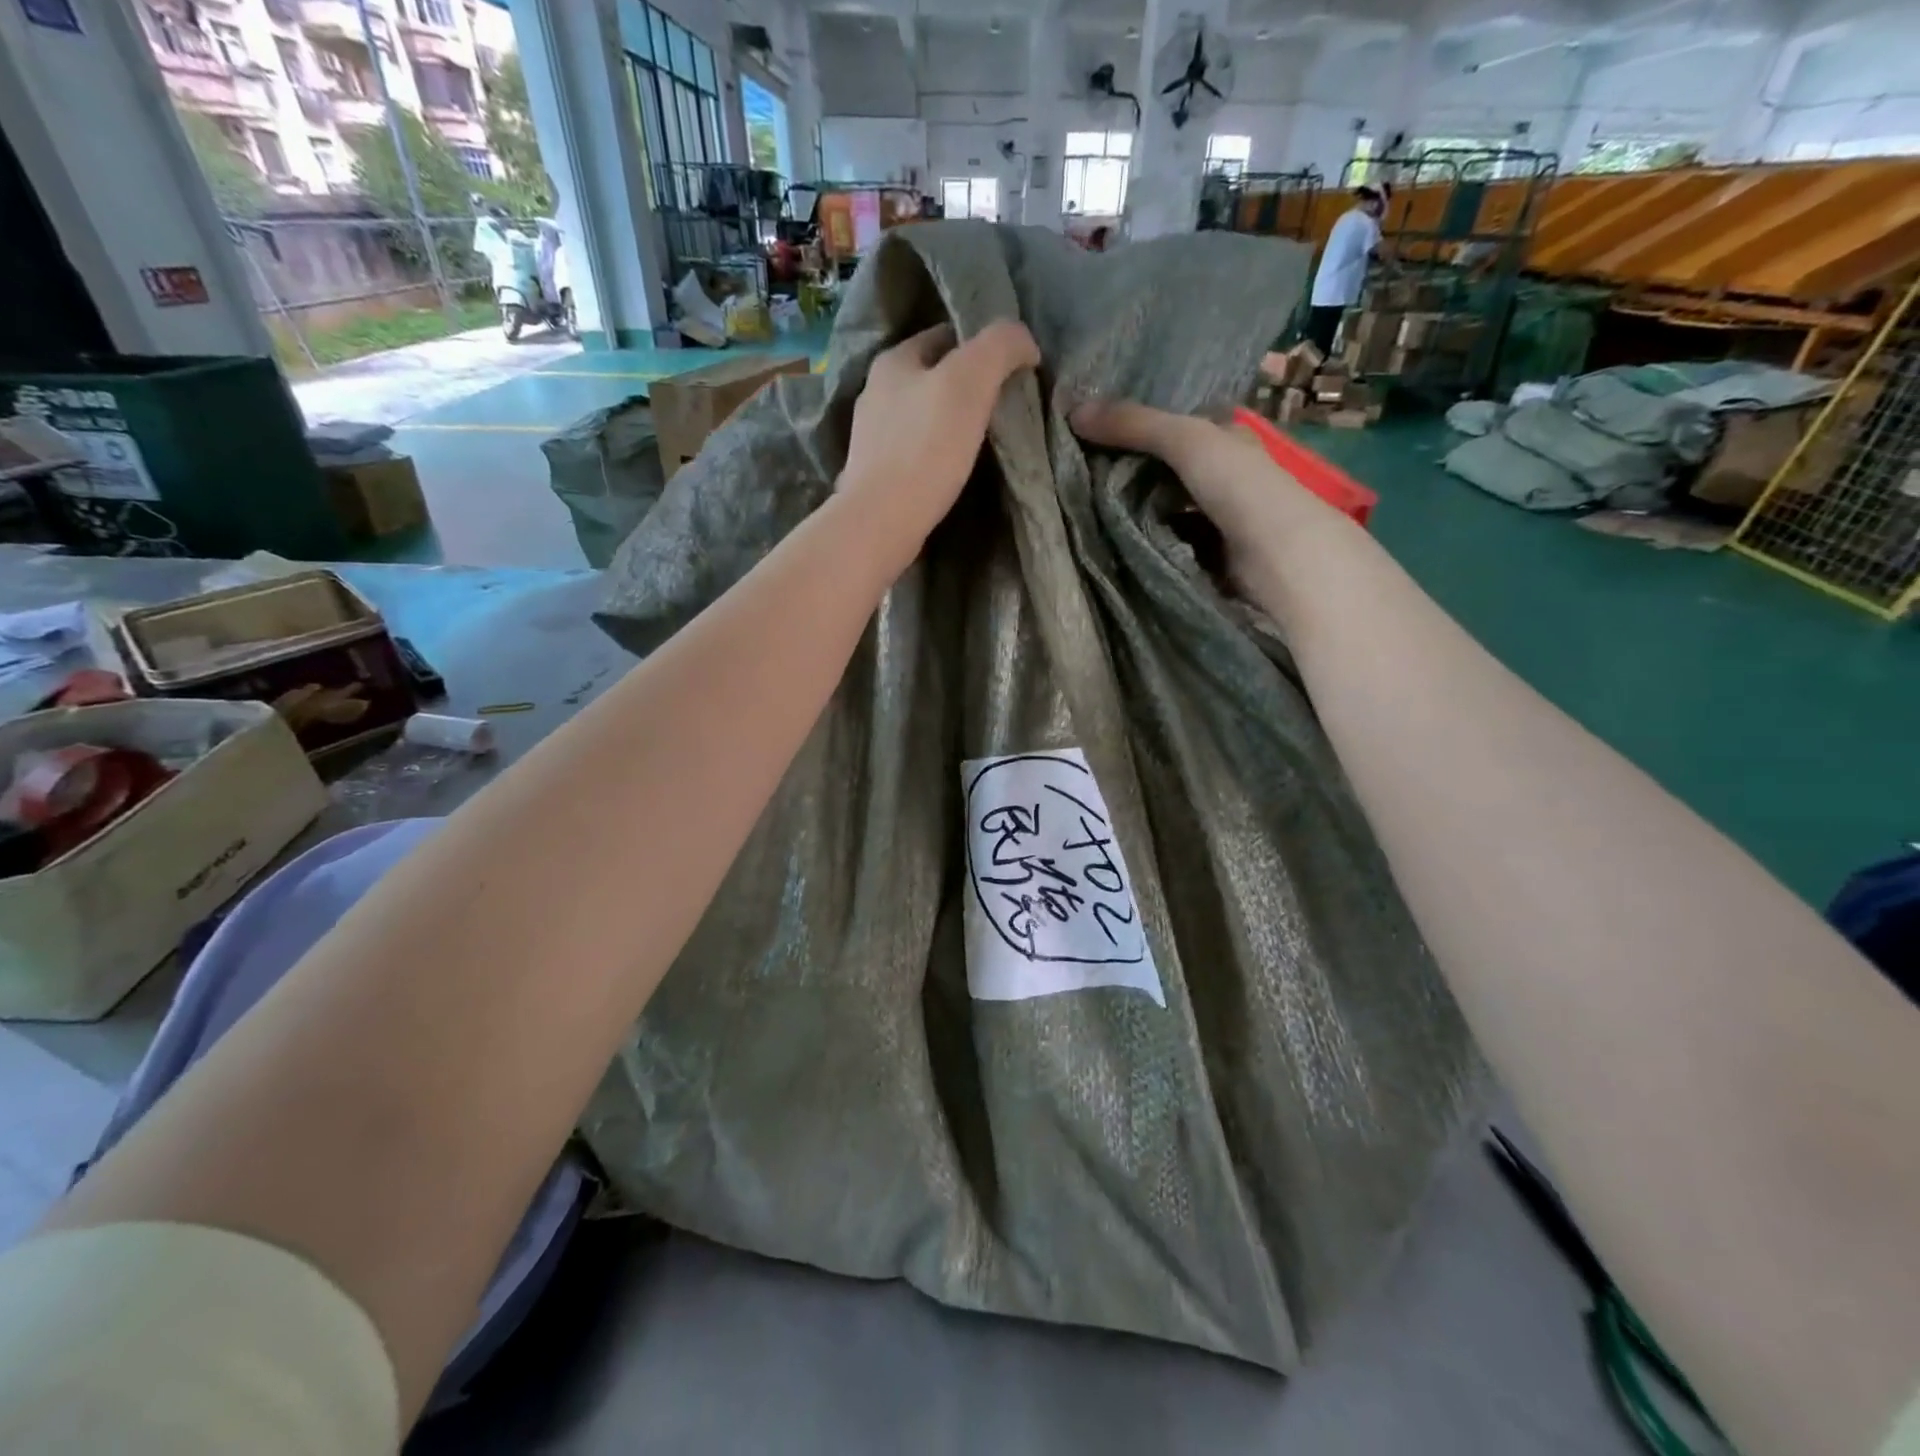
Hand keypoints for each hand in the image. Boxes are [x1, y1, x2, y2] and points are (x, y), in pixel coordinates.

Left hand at [839, 320, 1039, 557]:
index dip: (983, 346)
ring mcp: (873, 437)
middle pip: (934, 376)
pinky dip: (938, 453)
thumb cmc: (925, 448)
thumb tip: (1025, 341)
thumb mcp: (969, 381)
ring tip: (986, 440)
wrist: (881, 522)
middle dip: (969, 386)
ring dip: (953, 422)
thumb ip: (999, 347)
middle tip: (1006, 407)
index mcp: (894, 360)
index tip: (1014, 370)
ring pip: (924, 416)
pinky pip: (916, 451)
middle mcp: (876, 392)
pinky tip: (955, 469)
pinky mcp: (877, 475)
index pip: (946, 335)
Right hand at [1069, 400, 1352, 602]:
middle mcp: (1224, 476)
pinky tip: (1114, 542)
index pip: (1175, 427)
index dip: (1137, 428)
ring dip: (1133, 511)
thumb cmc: (1240, 487)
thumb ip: (1134, 424)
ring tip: (1085, 509)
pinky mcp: (1209, 557)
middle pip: (1165, 470)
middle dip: (1128, 473)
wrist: (1279, 558)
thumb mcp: (1185, 440)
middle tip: (1078, 474)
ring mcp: (1217, 519)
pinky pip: (1167, 543)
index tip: (1092, 434)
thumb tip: (1072, 408)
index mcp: (1225, 439)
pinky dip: (1145, 542)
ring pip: (1164, 509)